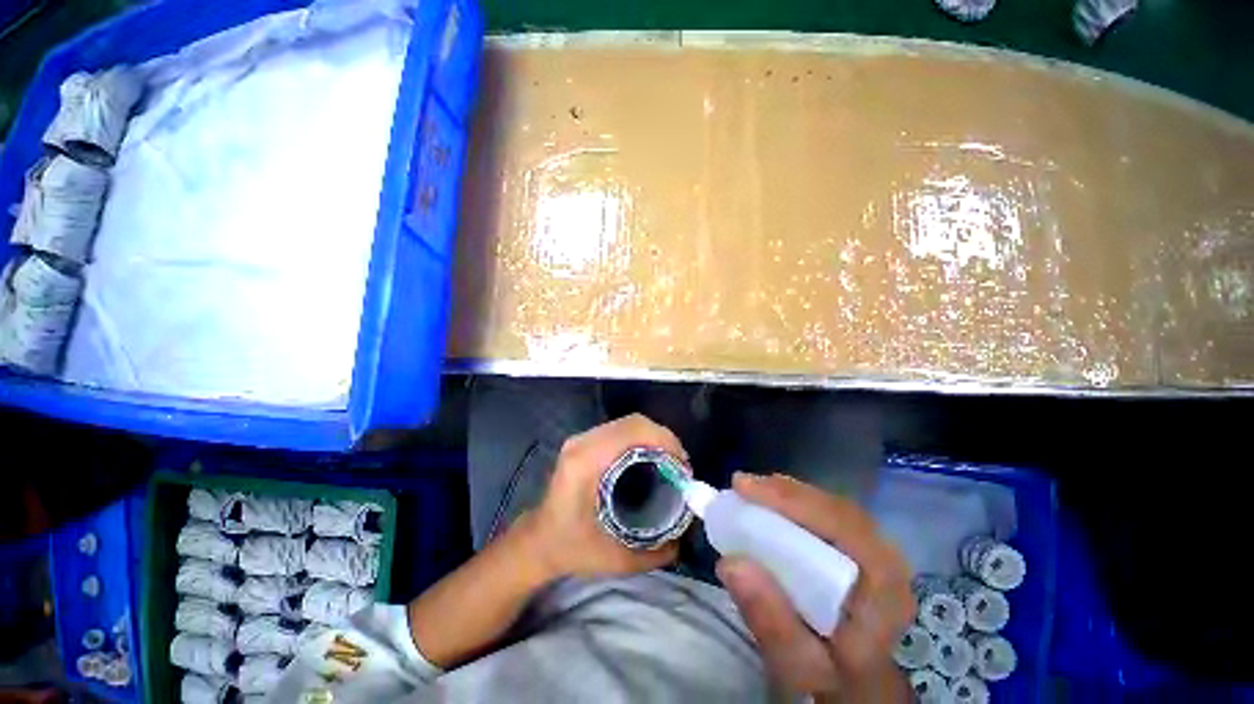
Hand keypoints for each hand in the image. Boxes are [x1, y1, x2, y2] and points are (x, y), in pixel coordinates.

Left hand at [530, 414, 685, 578]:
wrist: (537, 541)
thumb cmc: (570, 549)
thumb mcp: (614, 559)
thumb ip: (653, 554)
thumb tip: (684, 540)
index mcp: (586, 462)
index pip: (632, 432)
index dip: (664, 441)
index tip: (681, 466)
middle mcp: (583, 442)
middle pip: (633, 422)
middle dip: (664, 438)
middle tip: (680, 465)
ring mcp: (582, 439)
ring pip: (628, 423)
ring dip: (654, 437)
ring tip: (670, 461)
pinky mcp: (585, 442)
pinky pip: (621, 429)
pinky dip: (642, 438)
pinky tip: (651, 458)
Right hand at [716, 473, 913, 699]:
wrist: (858, 683)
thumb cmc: (831, 678)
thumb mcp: (799, 665)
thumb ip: (770, 621)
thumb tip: (731, 563)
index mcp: (884, 587)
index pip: (841, 524)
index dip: (791, 500)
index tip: (744, 488)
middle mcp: (886, 559)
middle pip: (834, 508)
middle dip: (784, 493)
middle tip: (741, 486)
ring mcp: (875, 550)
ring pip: (830, 506)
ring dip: (787, 495)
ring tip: (750, 491)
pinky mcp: (859, 547)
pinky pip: (826, 514)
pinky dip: (794, 504)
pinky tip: (770, 506)